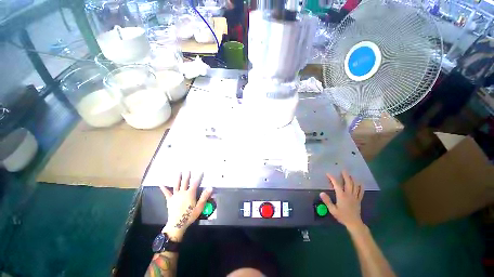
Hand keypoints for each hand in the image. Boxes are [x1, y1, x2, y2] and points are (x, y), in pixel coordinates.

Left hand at [159, 172, 212, 240]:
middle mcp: (182, 192)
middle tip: (188, 169)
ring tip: (179, 172)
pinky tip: (161, 184)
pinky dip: (164, 188)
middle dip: (187, 175)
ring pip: (177, 185)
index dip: (199, 177)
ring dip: (178, 178)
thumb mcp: (199, 207)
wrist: (177, 224)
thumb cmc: (189, 216)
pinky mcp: (170, 200)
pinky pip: (167, 193)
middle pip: (185, 182)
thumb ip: (204, 197)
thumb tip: (210, 188)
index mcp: (190, 194)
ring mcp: (175, 196)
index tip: (201, 171)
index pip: (195, 183)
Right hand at [320, 170, 364, 230]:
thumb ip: (327, 201)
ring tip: (350, 175)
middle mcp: (349, 194)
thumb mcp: (332, 210)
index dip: (332, 178)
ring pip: (355, 186)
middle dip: (345, 176)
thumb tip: (321, 193)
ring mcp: (355, 197)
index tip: (328, 174)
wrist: (354, 223)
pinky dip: (361, 187)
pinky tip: (360, 183)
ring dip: (353, 179)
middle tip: (343, 170)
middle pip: (348, 183)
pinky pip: (361, 192)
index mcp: (341, 196)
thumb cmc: (342, 216)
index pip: (336, 184)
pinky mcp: (358, 200)